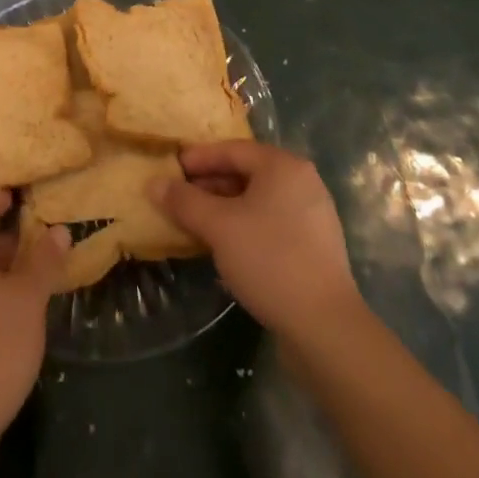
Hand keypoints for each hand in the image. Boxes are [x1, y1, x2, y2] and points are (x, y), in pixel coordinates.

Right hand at [152, 142, 359, 337]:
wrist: (325, 327)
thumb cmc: (269, 259)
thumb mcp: (218, 227)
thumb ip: (184, 201)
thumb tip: (153, 183)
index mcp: (283, 166)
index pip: (232, 149)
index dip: (198, 158)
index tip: (171, 169)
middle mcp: (303, 182)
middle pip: (247, 173)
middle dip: (210, 185)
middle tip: (179, 198)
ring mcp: (313, 215)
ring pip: (259, 200)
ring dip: (225, 208)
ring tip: (196, 223)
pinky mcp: (316, 247)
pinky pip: (272, 223)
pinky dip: (246, 227)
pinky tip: (226, 247)